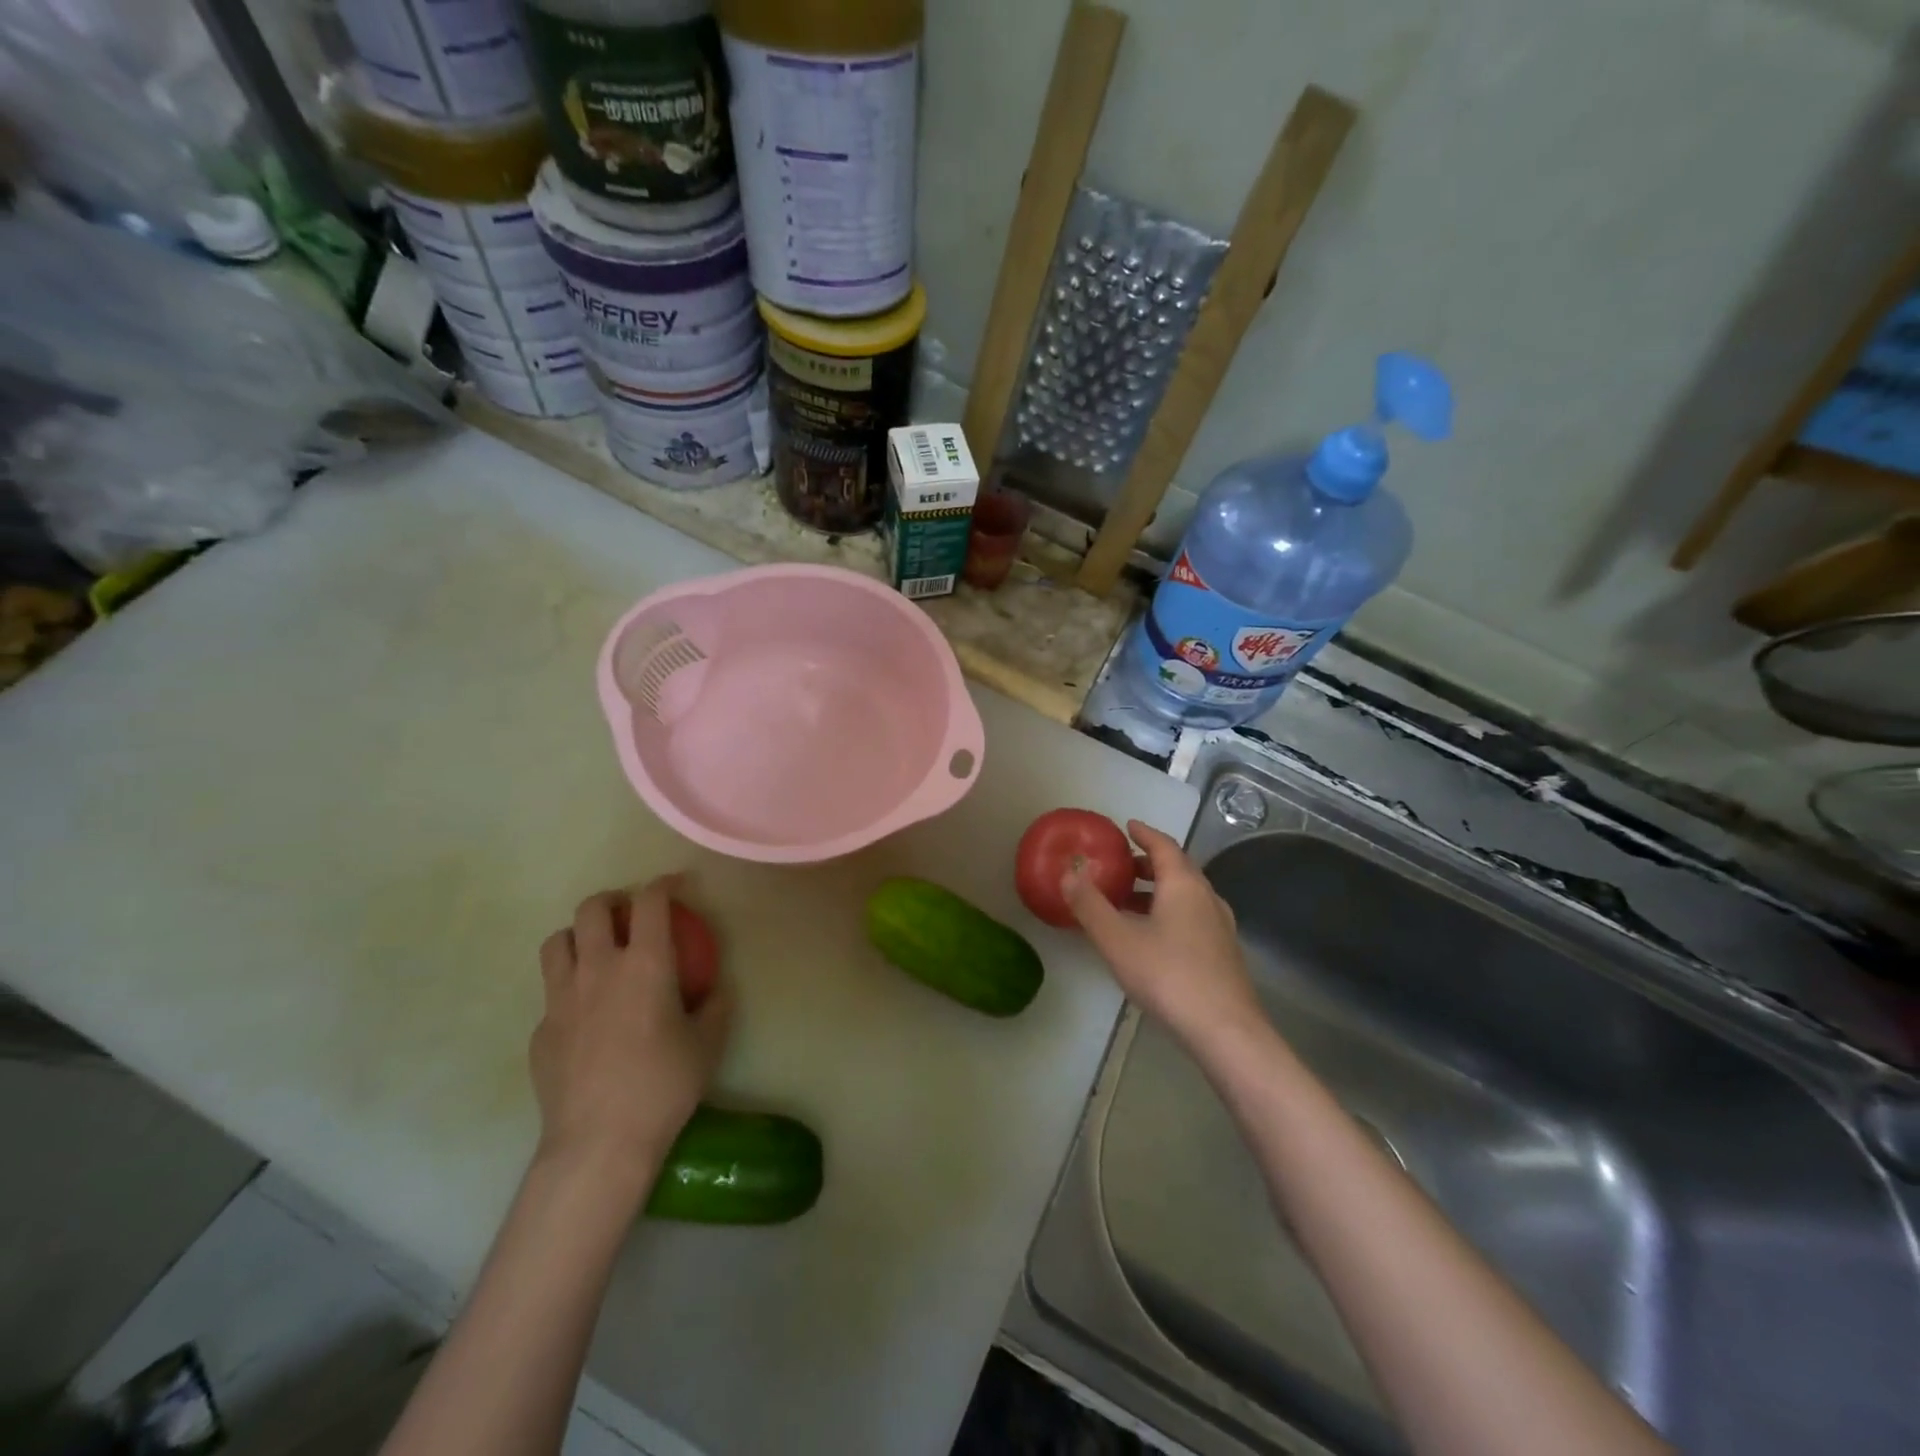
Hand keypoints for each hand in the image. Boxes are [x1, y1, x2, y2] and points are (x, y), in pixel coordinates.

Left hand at [530, 878, 731, 1184]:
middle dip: (613, 900)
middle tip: (630, 914)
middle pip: (592, 909)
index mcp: (645, 964)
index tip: (676, 885)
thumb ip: (714, 1005)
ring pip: (558, 942)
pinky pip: (552, 992)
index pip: (650, 902)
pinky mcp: (540, 1030)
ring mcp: (561, 998)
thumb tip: (713, 989)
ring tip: (598, 951)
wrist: (599, 1142)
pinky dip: (570, 988)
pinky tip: (586, 1015)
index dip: (664, 884)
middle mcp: (598, 968)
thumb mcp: (708, 1043)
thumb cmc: (663, 1086)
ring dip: (580, 936)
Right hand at [1061, 821, 1259, 1047]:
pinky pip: (1193, 916)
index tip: (1127, 826)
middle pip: (1178, 869)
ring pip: (1186, 895)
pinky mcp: (1224, 953)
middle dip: (1149, 863)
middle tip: (1122, 865)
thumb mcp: (1117, 939)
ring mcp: (1220, 926)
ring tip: (1129, 902)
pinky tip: (1153, 936)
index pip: (1164, 846)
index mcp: (1183, 885)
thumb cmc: (1168, 976)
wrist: (1225, 1030)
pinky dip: (1170, 912)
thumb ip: (1090, 905)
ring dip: (1158, 891)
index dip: (1144, 834)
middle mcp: (1206, 897)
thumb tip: (1068, 873)